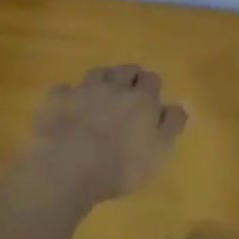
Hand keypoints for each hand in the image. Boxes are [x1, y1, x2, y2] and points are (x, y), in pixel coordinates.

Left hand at [23, 65, 188, 205]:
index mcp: (141, 100)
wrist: (66, 168)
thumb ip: (171, 126)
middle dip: (130, 77)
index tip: (151, 99)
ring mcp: (83, 90)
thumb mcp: (158, 153)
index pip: (152, 79)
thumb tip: (182, 105)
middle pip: (125, 70)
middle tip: (129, 93)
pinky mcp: (56, 99)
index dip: (152, 87)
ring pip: (97, 73)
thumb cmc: (119, 166)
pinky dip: (70, 94)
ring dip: (103, 80)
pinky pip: (65, 89)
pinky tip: (69, 106)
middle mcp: (114, 88)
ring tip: (102, 95)